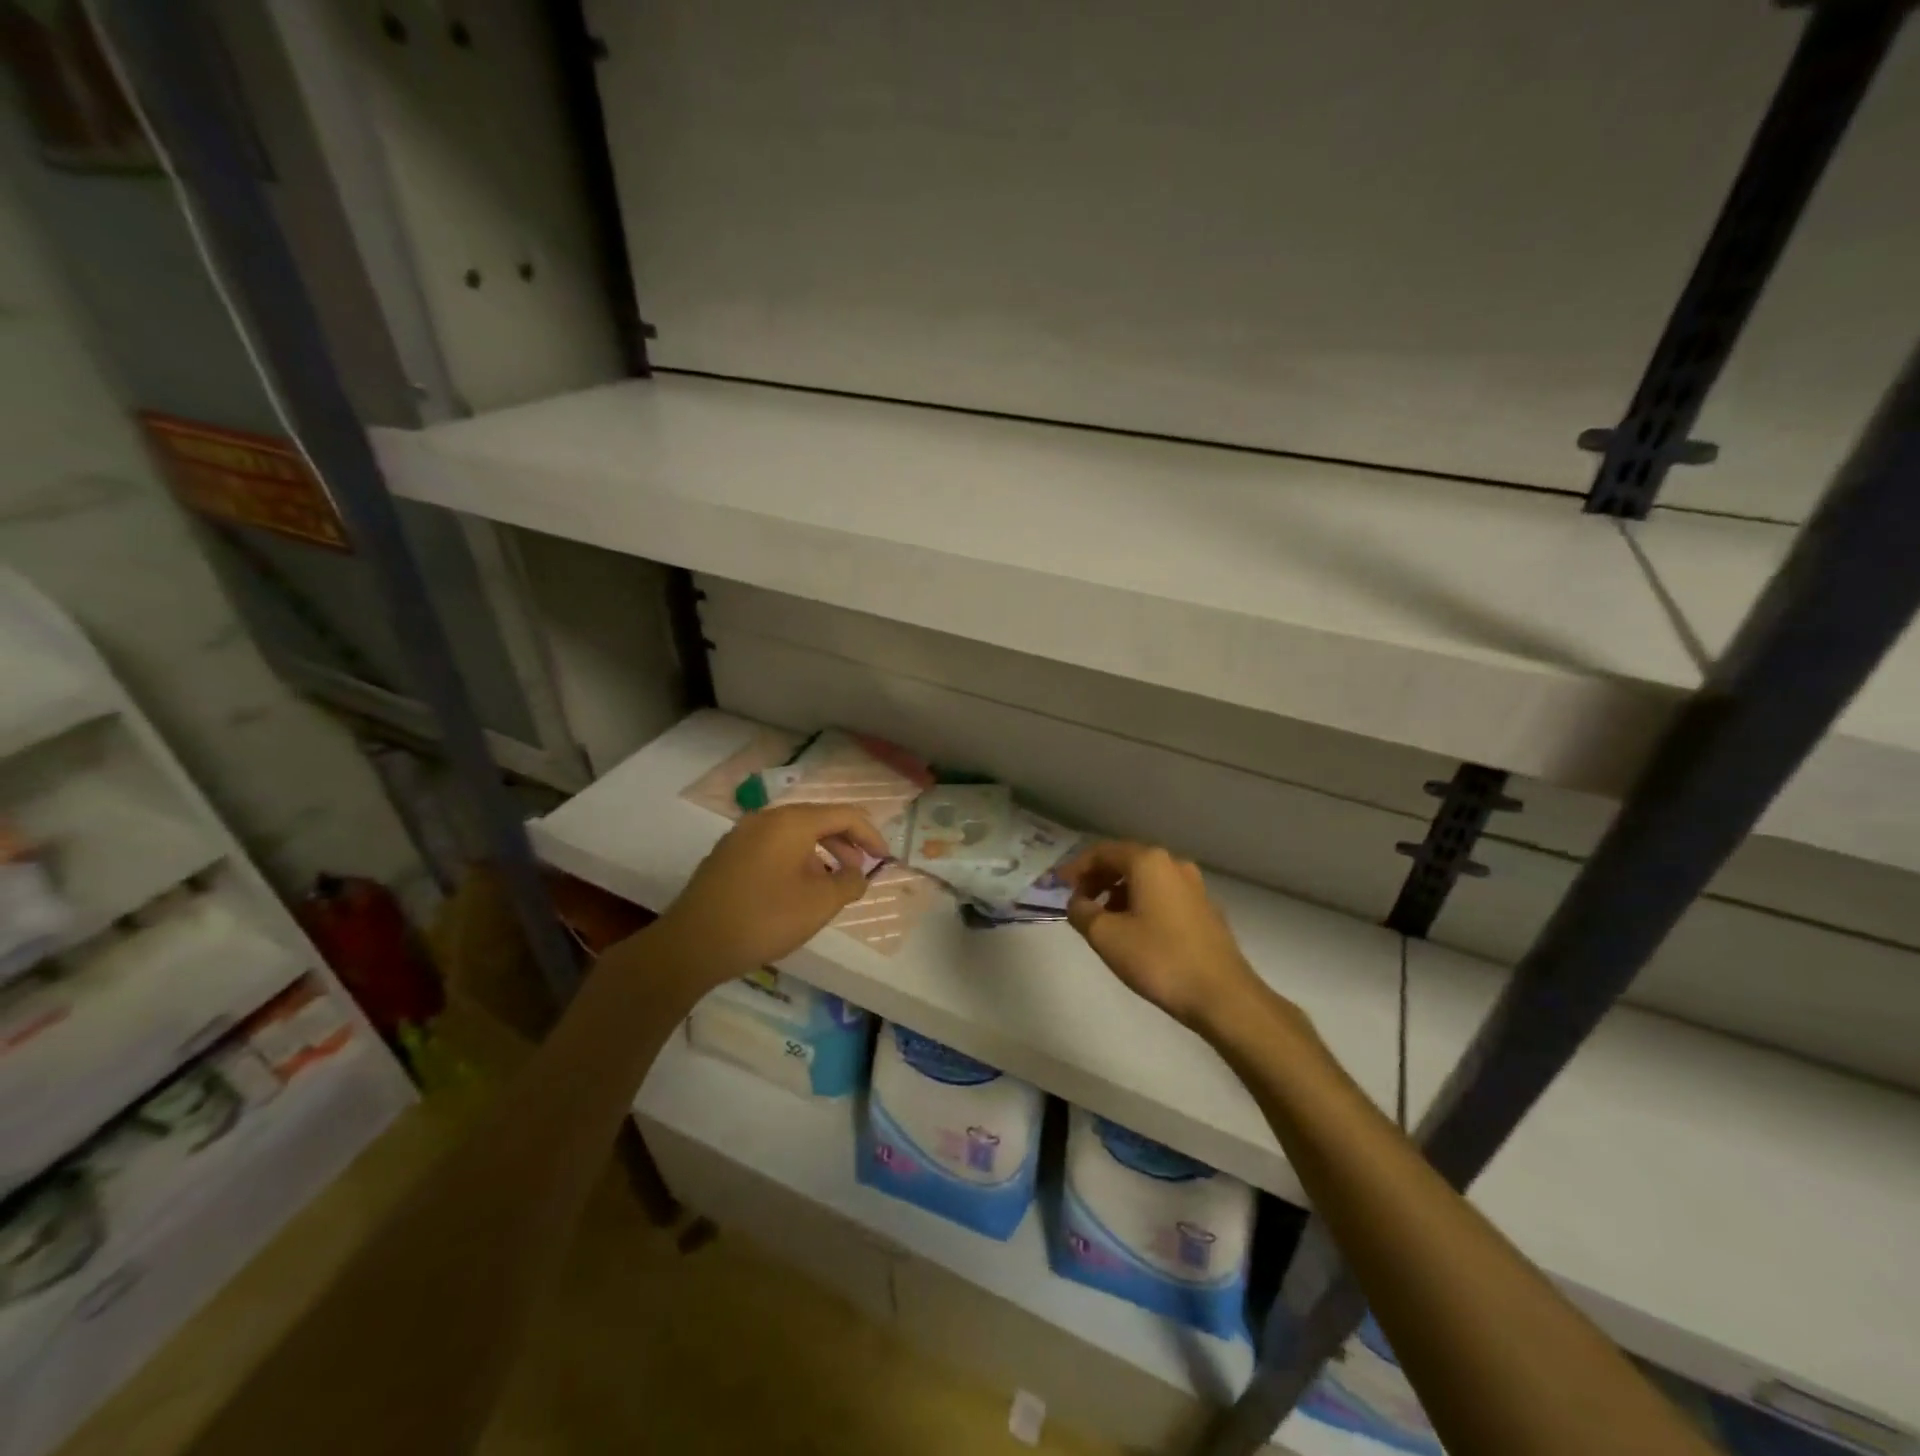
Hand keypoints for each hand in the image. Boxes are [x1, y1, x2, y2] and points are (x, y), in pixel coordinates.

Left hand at [655, 803, 888, 981]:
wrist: (692, 944)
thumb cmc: (765, 918)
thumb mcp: (820, 904)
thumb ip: (849, 883)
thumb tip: (857, 874)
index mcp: (792, 821)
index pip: (843, 815)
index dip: (870, 835)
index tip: (885, 859)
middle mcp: (766, 819)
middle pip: (817, 820)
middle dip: (845, 843)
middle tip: (860, 870)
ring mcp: (742, 835)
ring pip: (793, 835)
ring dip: (820, 853)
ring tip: (831, 884)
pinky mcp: (727, 856)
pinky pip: (772, 847)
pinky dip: (795, 860)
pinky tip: (796, 890)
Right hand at [1060, 841, 1281, 1035]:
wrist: (1223, 996)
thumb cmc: (1159, 959)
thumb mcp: (1106, 936)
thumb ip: (1082, 912)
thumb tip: (1077, 903)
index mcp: (1148, 862)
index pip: (1102, 852)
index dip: (1076, 868)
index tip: (1058, 886)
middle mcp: (1173, 864)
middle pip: (1125, 861)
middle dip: (1097, 879)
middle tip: (1078, 903)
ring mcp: (1194, 886)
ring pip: (1145, 879)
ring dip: (1118, 893)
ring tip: (1103, 921)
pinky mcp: (1205, 910)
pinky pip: (1163, 895)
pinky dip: (1141, 903)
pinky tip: (1134, 931)